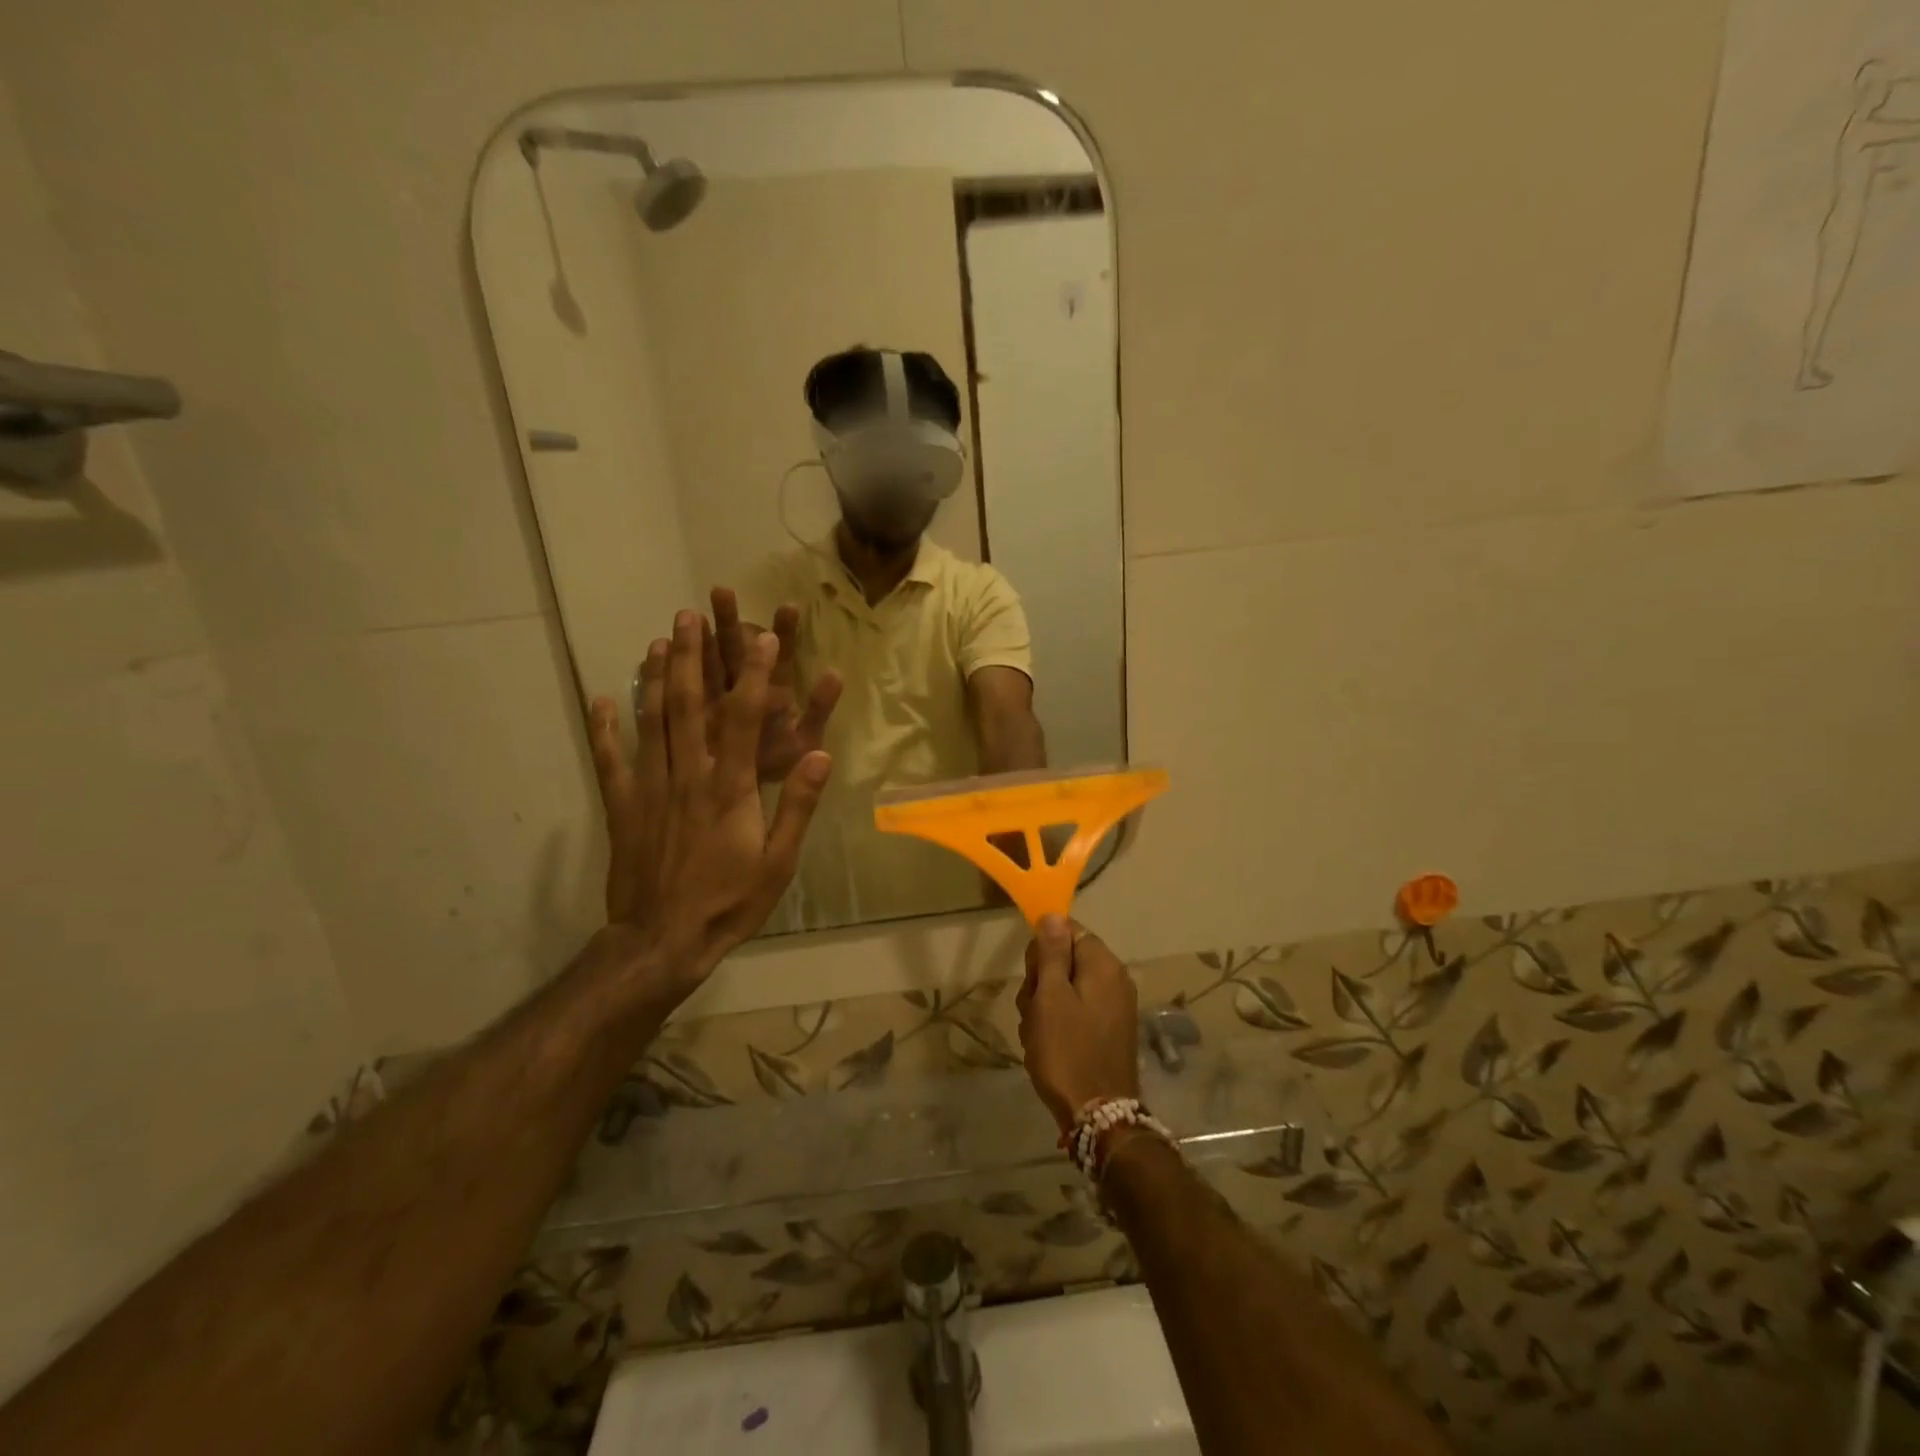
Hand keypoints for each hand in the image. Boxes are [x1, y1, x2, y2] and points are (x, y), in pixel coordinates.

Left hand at [587, 610, 834, 989]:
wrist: (663, 941)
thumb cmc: (730, 902)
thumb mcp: (779, 862)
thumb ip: (798, 805)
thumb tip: (822, 753)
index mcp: (730, 788)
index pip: (744, 719)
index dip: (755, 674)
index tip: (764, 637)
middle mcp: (688, 776)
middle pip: (689, 706)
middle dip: (693, 658)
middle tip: (691, 615)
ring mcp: (650, 789)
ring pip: (651, 722)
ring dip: (655, 678)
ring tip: (657, 640)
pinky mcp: (623, 807)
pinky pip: (610, 760)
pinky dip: (603, 728)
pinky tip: (601, 699)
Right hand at [1015, 916, 1140, 1133]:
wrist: (1098, 1116)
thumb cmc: (1067, 1051)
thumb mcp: (1050, 997)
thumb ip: (1051, 953)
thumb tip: (1053, 914)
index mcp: (1103, 965)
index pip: (1068, 931)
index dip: (1043, 951)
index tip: (1034, 980)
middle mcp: (1115, 979)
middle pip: (1065, 960)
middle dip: (1041, 983)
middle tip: (1034, 1012)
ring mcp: (1114, 1007)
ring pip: (1065, 989)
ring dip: (1044, 1008)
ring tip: (1039, 1036)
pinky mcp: (1109, 1031)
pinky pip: (1076, 1012)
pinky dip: (1058, 1025)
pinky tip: (1049, 1048)